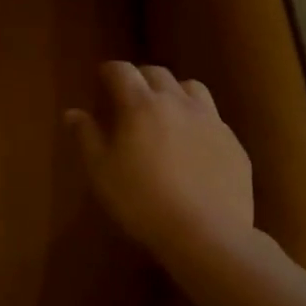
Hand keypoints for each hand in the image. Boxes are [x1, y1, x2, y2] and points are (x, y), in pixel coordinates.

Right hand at [65, 62, 256, 260]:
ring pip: (192, 88)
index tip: (102, 78)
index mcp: (141, 105)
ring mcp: (211, 121)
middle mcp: (177, 102)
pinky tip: (194, 145)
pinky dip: (198, 121)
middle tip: (130, 96)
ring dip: (175, 92)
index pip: (122, 70)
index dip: (110, 71)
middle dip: (141, 78)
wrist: (207, 235)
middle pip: (158, 73)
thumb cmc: (142, 201)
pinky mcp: (233, 144)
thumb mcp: (101, 172)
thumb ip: (86, 136)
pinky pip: (214, 119)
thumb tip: (72, 113)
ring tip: (167, 112)